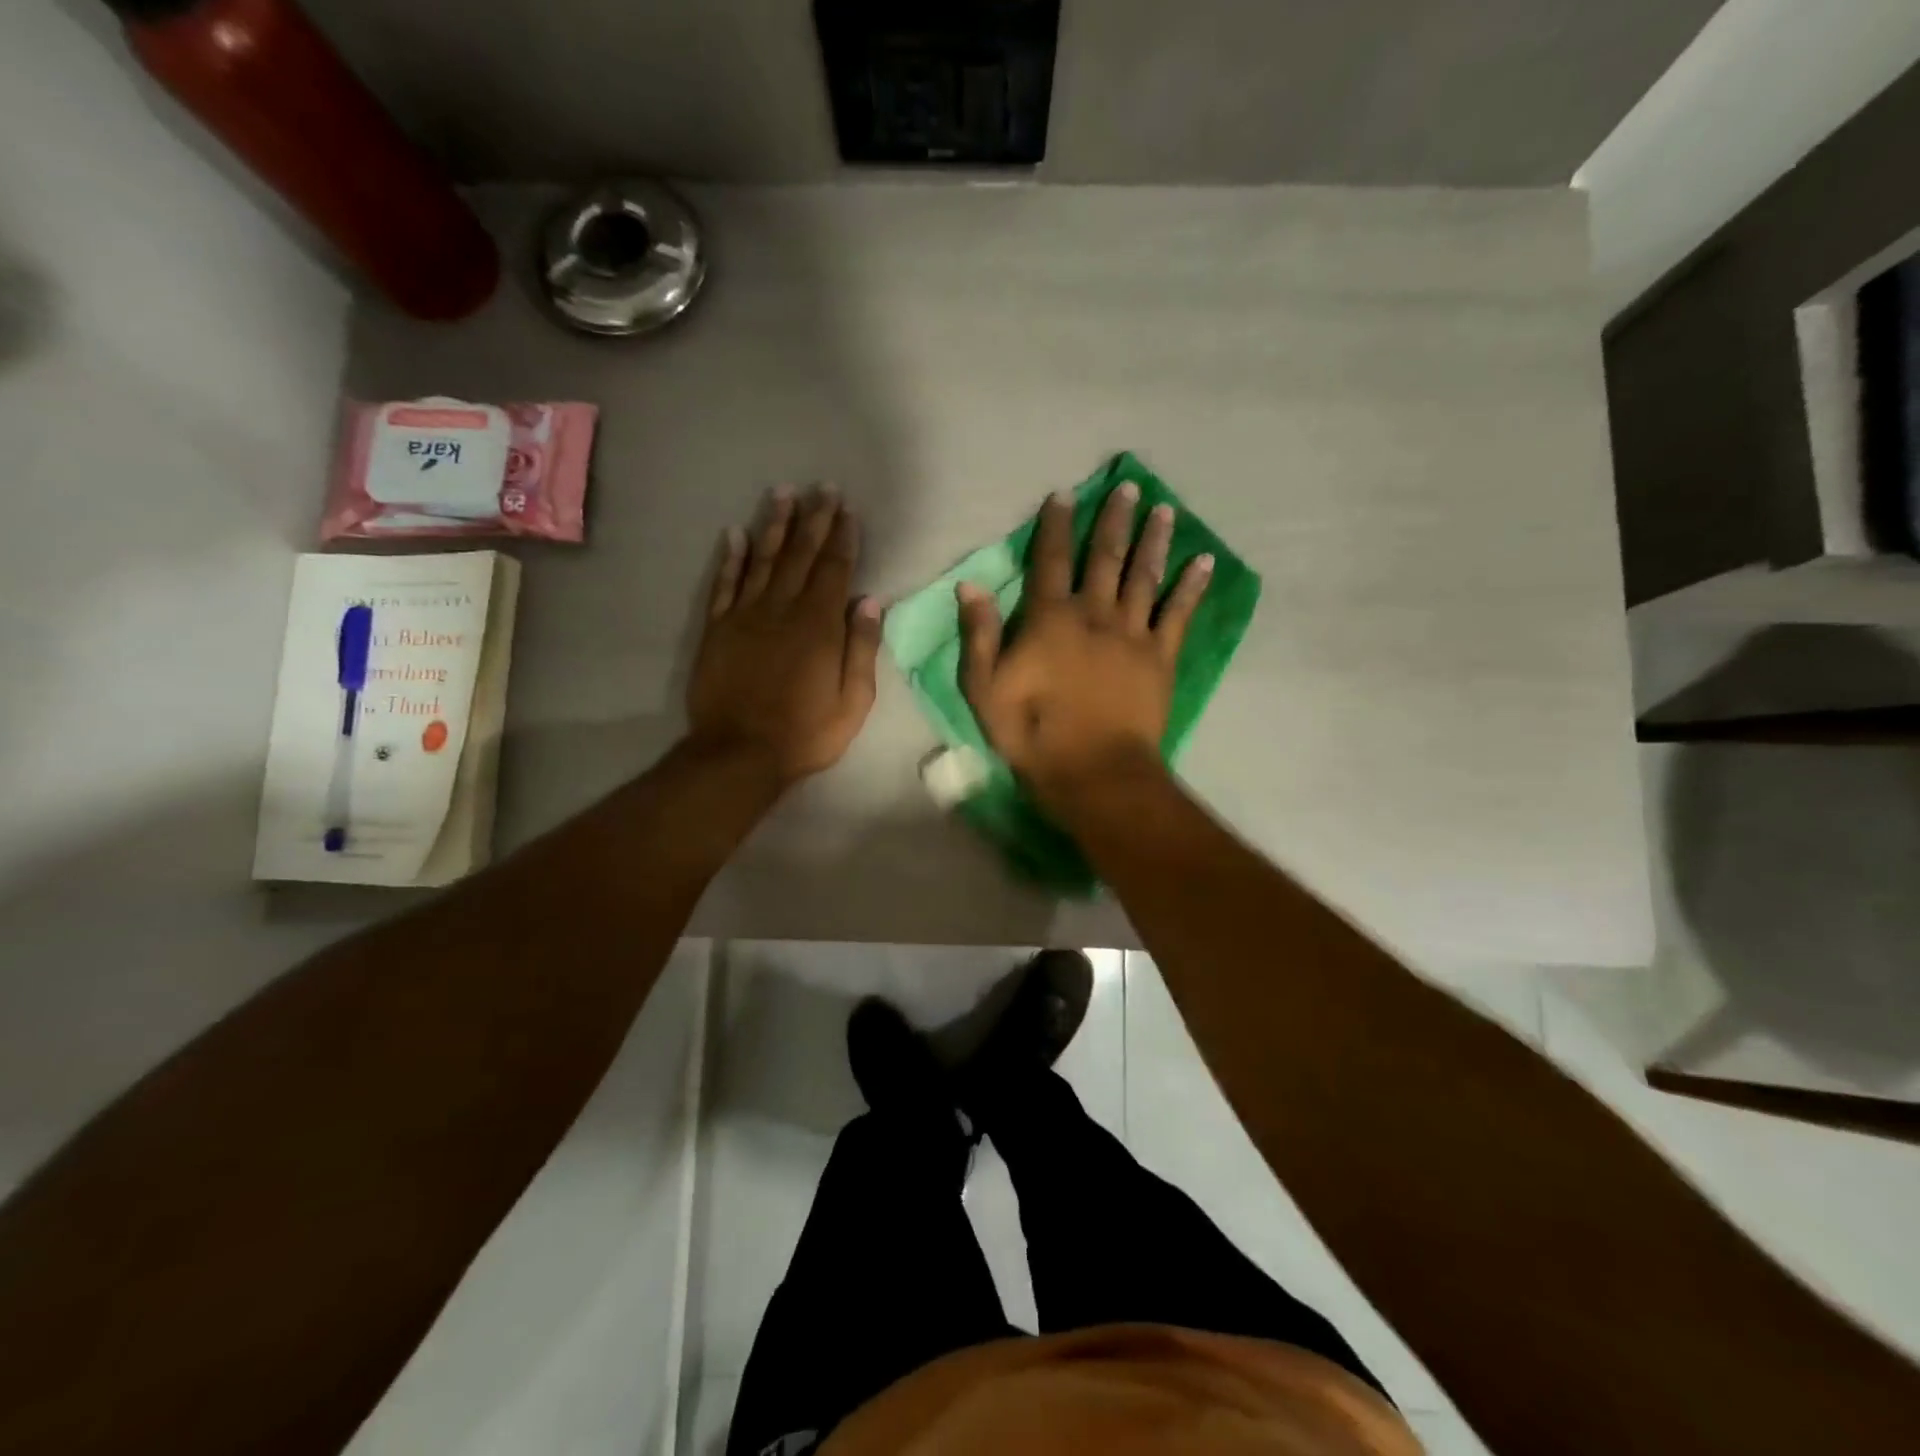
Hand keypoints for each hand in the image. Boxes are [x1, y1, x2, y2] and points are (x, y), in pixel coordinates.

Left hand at [688, 487, 881, 783]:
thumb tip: (869, 600)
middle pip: (800, 555)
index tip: (847, 510)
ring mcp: (745, 615)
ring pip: (762, 559)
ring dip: (774, 525)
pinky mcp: (717, 628)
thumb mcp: (853, 701)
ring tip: (783, 493)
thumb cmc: (806, 733)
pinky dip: (730, 557)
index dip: (842, 538)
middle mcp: (782, 609)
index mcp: (819, 626)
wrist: (739, 753)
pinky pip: (724, 583)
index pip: (834, 570)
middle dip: (813, 519)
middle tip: (821, 488)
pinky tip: (735, 533)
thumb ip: (861, 648)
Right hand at [958, 482, 1211, 807]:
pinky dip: (1191, 586)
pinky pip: (1178, 614)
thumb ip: (979, 634)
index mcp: (1050, 619)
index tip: (1063, 495)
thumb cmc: (1032, 732)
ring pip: (1144, 576)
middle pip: (1105, 557)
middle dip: (1113, 520)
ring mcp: (1132, 633)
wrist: (1092, 770)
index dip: (1054, 527)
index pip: (1049, 561)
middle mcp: (1094, 614)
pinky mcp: (1161, 657)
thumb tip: (970, 585)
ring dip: (1154, 540)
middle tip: (1128, 487)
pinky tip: (1203, 561)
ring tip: (1164, 509)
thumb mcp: (984, 688)